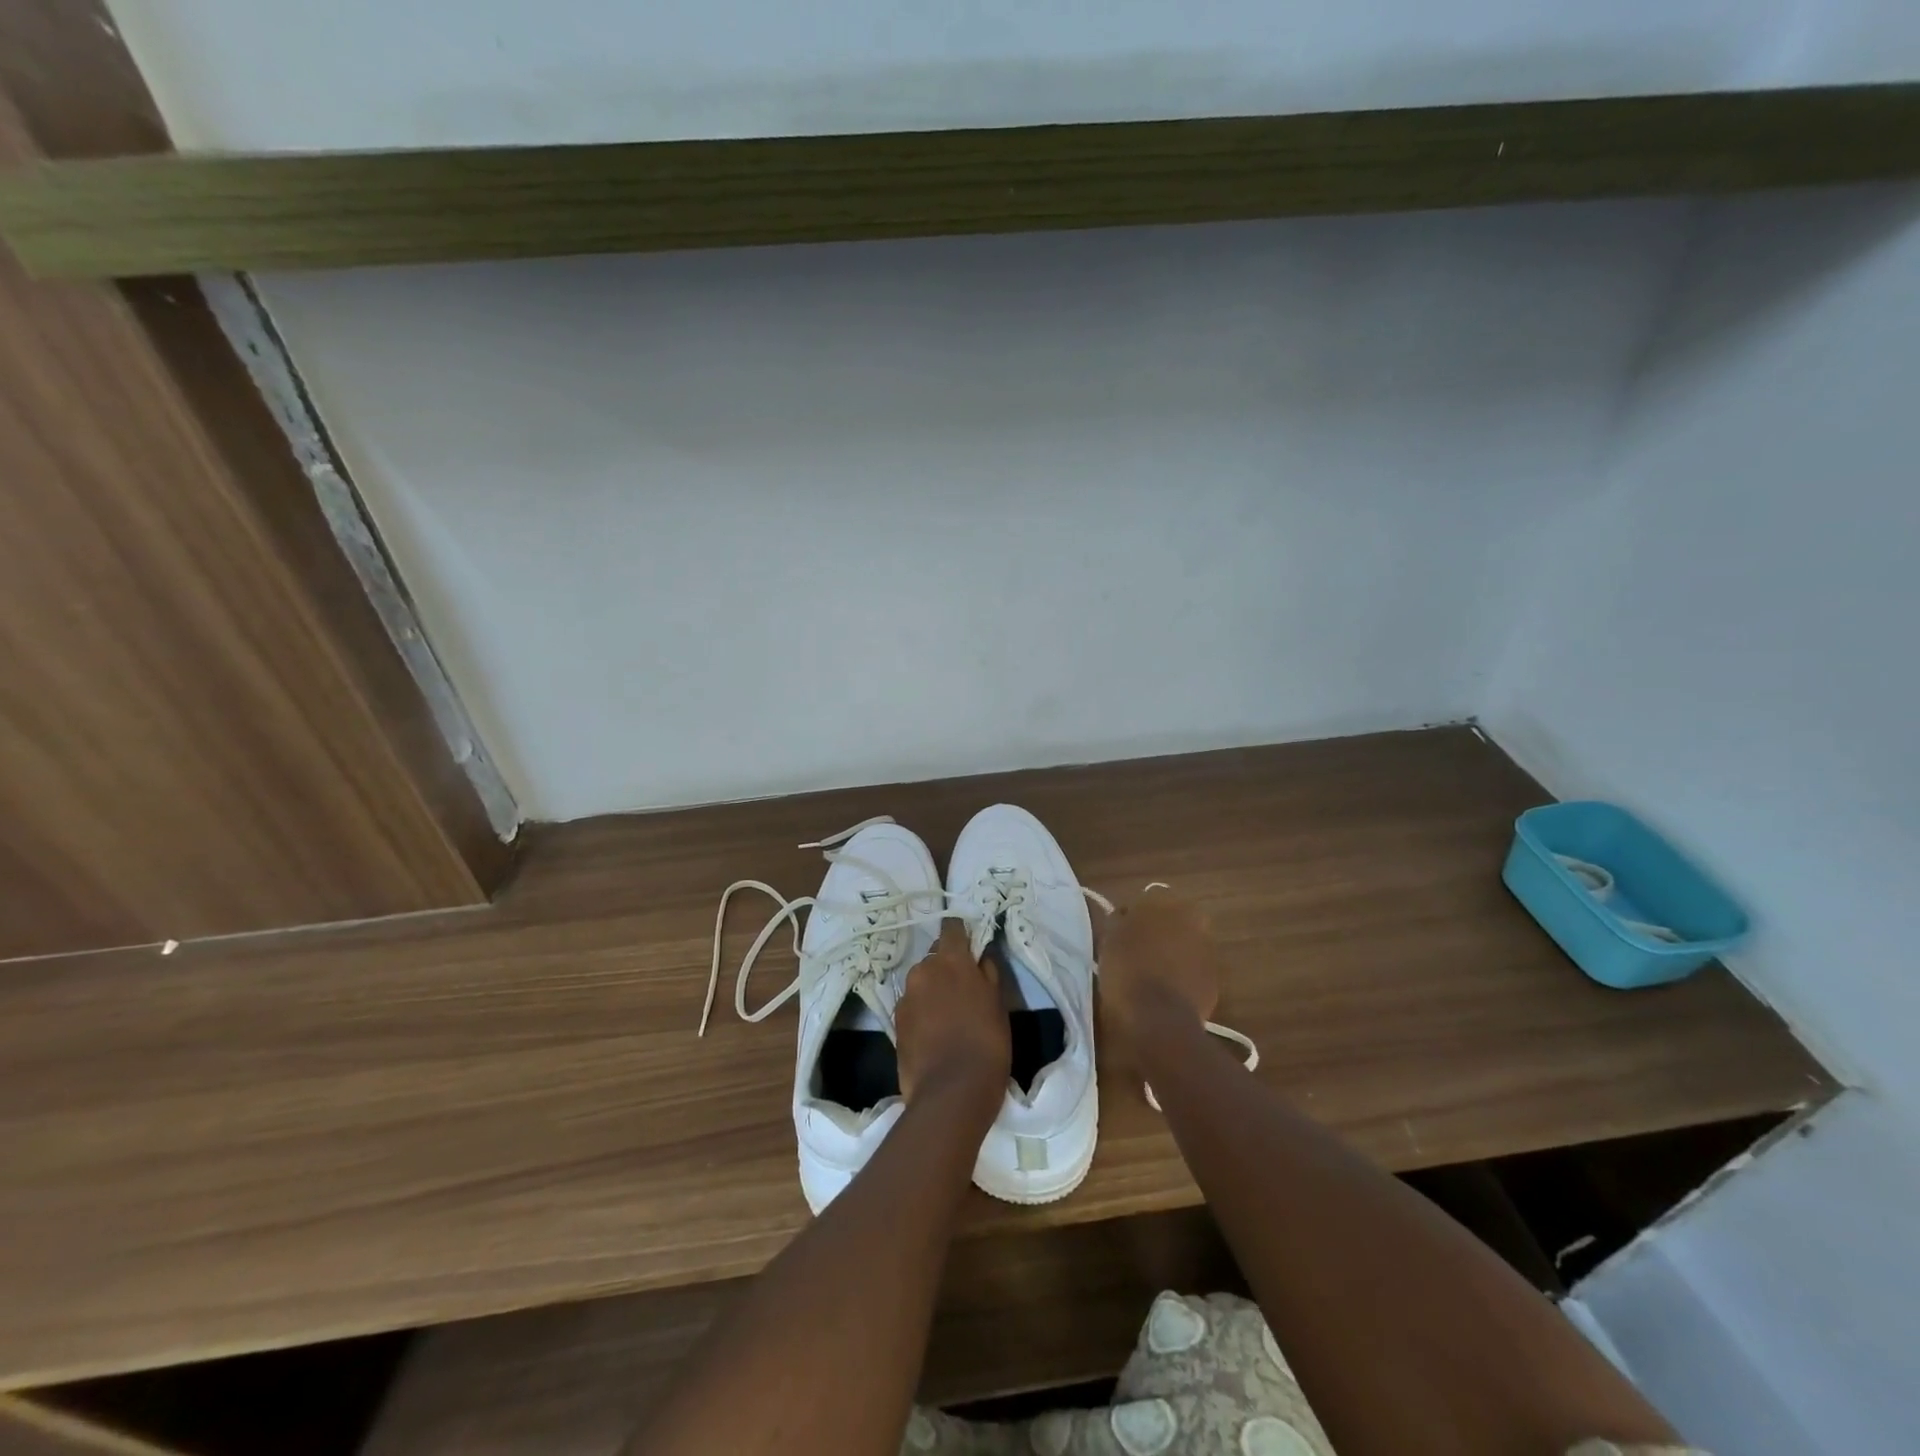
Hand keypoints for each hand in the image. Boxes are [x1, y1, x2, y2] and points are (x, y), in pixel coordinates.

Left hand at [896, 921, 1009, 1111]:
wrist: (951, 1092)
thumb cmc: (987, 1043)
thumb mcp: (998, 1004)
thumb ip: (987, 974)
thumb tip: (980, 958)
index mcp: (951, 960)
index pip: (951, 928)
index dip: (960, 933)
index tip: (968, 944)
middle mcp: (923, 970)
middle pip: (934, 956)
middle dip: (946, 966)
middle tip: (963, 989)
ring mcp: (905, 996)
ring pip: (921, 982)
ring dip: (932, 989)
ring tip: (948, 1016)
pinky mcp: (895, 1021)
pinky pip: (911, 1005)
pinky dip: (921, 1011)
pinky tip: (934, 1033)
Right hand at [1098, 891, 1220, 1071]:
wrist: (1157, 1017)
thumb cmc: (1125, 970)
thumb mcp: (1108, 938)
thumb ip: (1119, 920)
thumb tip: (1125, 916)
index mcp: (1162, 900)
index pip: (1146, 900)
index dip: (1133, 917)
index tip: (1122, 934)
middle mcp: (1191, 916)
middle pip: (1171, 920)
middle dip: (1158, 932)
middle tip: (1137, 953)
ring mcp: (1207, 947)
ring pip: (1185, 943)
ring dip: (1173, 953)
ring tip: (1152, 975)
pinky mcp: (1215, 976)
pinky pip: (1194, 969)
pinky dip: (1183, 975)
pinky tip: (1166, 991)